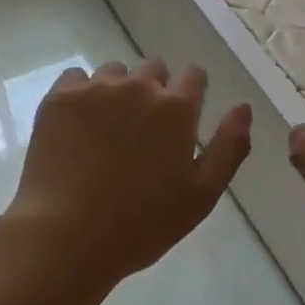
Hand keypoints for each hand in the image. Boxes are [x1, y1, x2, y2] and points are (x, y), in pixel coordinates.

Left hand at [1, 59, 251, 288]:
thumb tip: (243, 107)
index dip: (191, 93)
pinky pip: (76, 78)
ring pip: (114, 72)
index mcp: (176, 108)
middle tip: (142, 131)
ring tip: (106, 130)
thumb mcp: (201, 195)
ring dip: (117, 91)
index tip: (181, 118)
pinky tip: (77, 126)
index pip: (194, 75)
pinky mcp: (60, 97)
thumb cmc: (141, 224)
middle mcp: (138, 86)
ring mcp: (96, 88)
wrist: (66, 236)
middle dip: (154, 90)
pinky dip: (80, 94)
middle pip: (154, 68)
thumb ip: (228, 147)